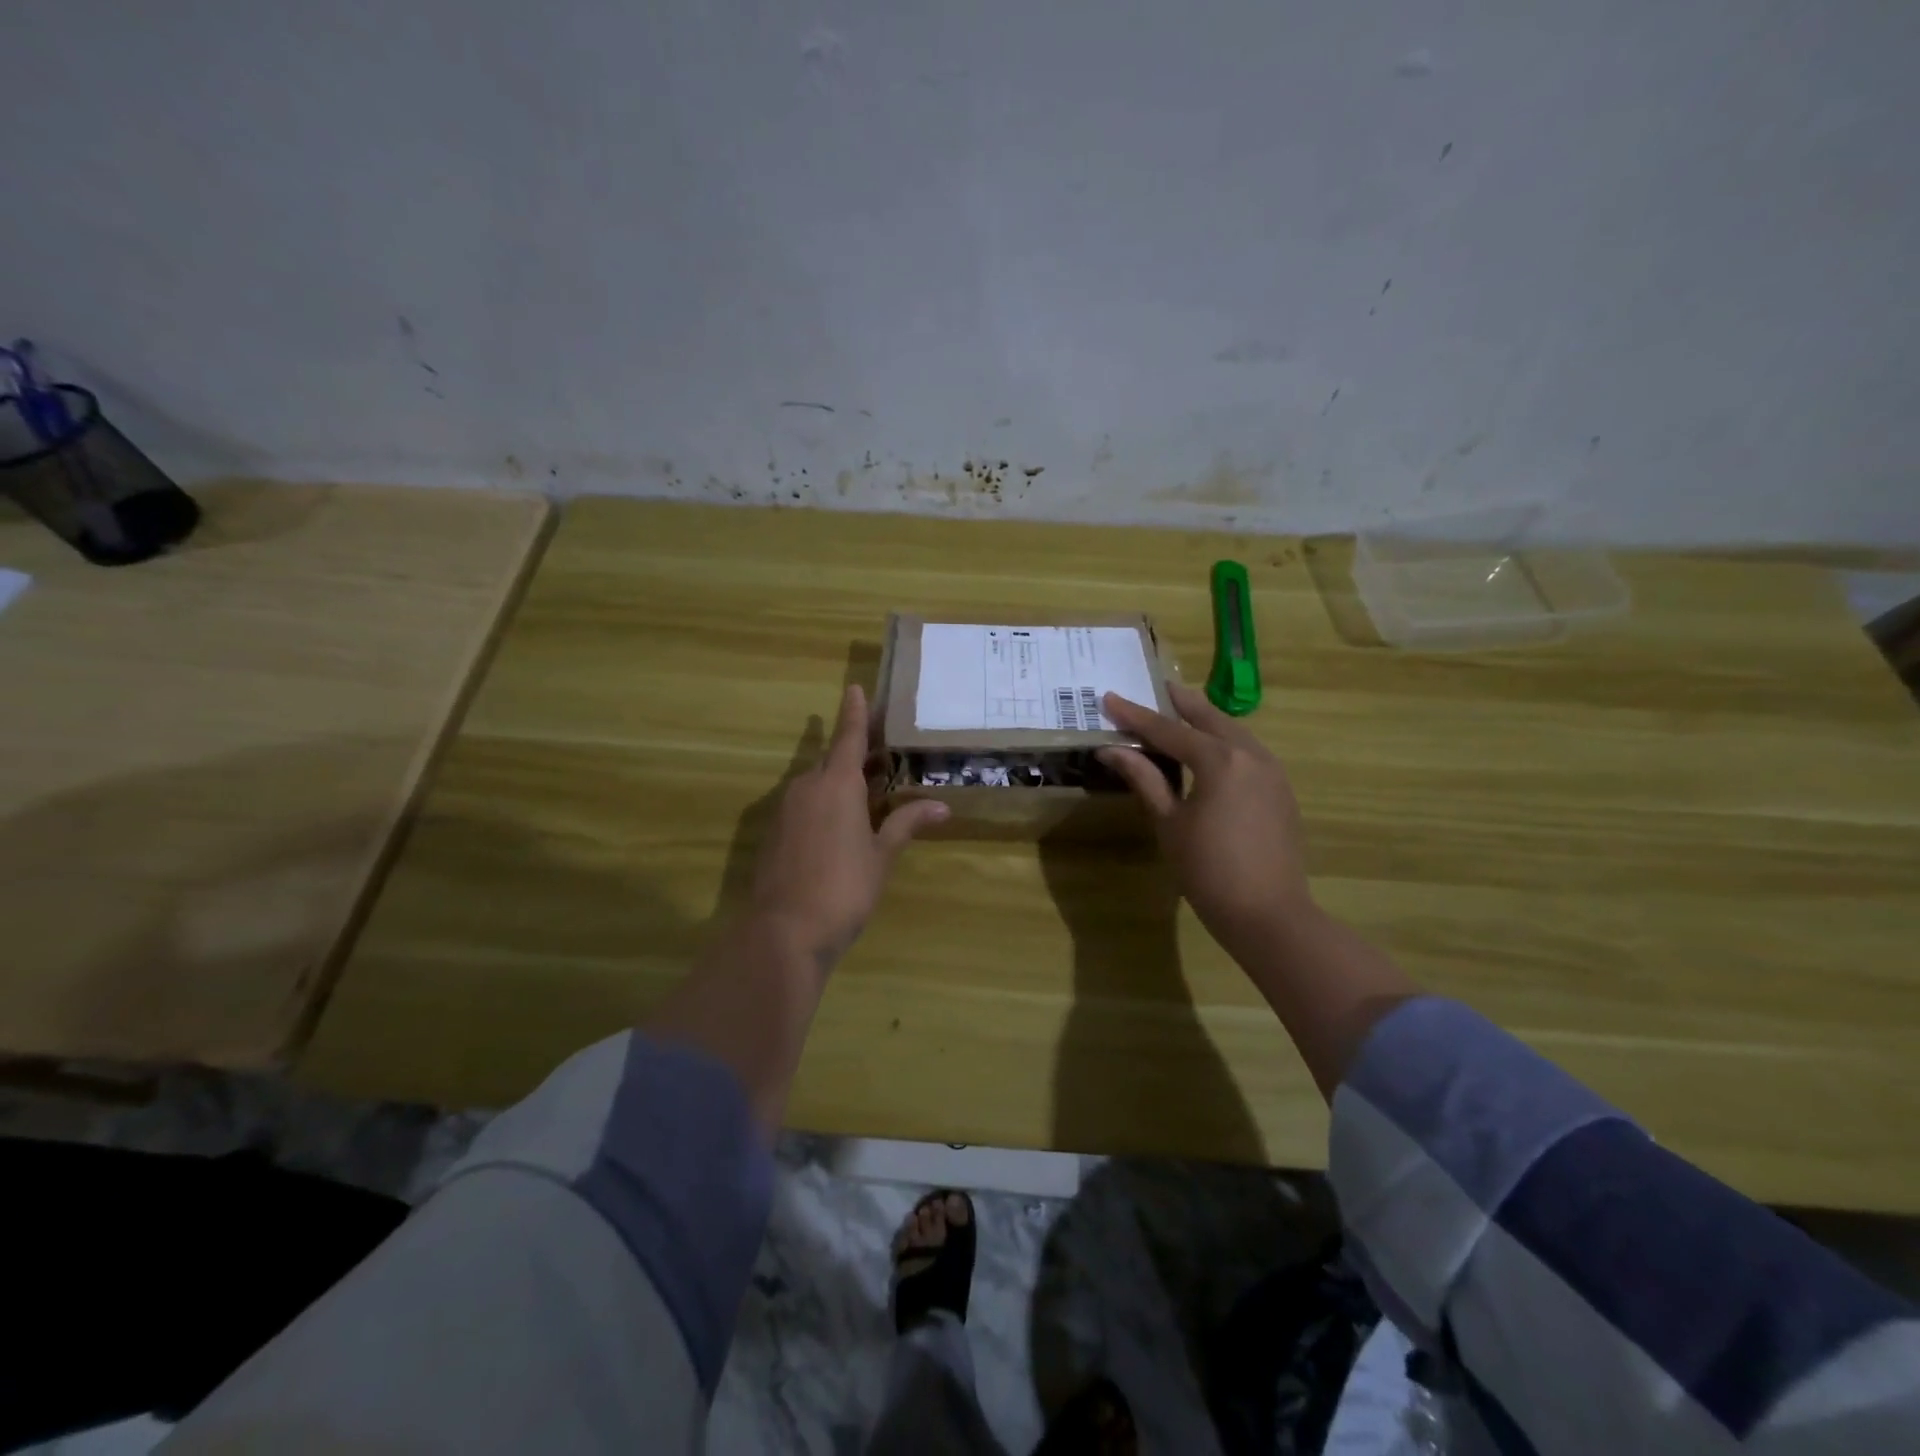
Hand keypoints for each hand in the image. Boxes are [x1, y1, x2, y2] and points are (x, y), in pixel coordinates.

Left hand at [749, 684, 947, 970]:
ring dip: (838, 782)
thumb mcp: (881, 855)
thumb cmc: (844, 887)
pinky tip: (838, 825)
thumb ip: (906, 824)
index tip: (855, 688)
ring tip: (865, 793)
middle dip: (854, 754)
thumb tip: (941, 806)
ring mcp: (785, 810)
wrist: (784, 931)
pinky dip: (822, 805)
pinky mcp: (773, 833)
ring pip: (816, 784)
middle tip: (879, 753)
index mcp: (837, 784)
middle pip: (832, 760)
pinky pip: (803, 805)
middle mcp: (807, 787)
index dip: (855, 713)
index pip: (849, 737)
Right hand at [1098, 683, 1313, 956]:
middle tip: (1156, 688)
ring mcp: (1272, 771)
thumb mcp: (1169, 823)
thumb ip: (1145, 779)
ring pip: (1234, 731)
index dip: (1135, 715)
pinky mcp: (1281, 790)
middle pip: (1209, 718)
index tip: (1110, 698)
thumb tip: (1112, 749)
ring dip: (1206, 720)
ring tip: (1182, 712)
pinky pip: (1249, 751)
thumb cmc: (1208, 870)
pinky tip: (1212, 750)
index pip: (1168, 730)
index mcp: (1219, 760)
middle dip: (1180, 703)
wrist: (1269, 914)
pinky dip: (1225, 741)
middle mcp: (1250, 754)